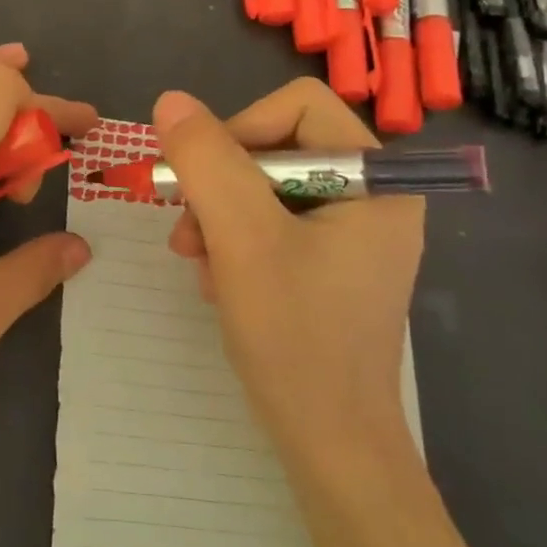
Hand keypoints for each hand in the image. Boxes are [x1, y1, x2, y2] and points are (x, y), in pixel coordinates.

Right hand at [153, 80, 423, 478]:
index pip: (297, 107)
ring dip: (217, 217)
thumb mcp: (242, 237)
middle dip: (220, 186)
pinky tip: (217, 281)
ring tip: (197, 262)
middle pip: (275, 147)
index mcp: (376, 180)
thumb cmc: (295, 336)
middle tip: (187, 231)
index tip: (204, 181)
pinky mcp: (329, 264)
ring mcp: (351, 234)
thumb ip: (207, 160)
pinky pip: (269, 224)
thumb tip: (170, 100)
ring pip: (262, 187)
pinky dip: (232, 243)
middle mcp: (371, 198)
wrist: (329, 445)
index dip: (240, 130)